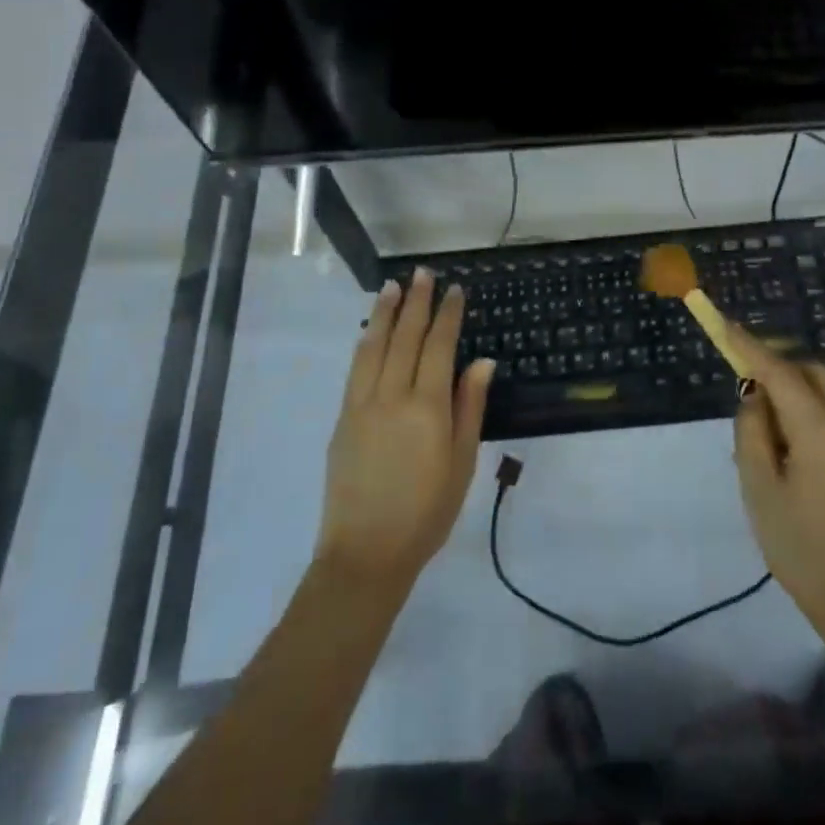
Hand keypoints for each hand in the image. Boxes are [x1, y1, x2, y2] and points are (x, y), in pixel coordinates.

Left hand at [317, 268, 494, 590]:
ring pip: (373, 346)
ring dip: (384, 313)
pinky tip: (369, 331)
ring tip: (392, 286)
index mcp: (428, 407)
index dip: (447, 316)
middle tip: (422, 273)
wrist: (366, 551)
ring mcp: (361, 404)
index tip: (454, 290)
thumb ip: (470, 407)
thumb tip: (482, 362)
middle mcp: (392, 396)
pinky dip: (365, 343)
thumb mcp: (461, 462)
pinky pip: (355, 368)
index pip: (438, 347)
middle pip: (405, 337)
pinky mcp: (342, 418)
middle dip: (415, 302)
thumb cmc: (427, 511)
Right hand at [728, 325, 824, 648]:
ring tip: (764, 429)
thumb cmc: (798, 544)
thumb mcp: (758, 486)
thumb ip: (751, 430)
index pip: (779, 372)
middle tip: (744, 389)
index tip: (725, 324)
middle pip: (810, 371)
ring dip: (792, 390)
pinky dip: (807, 409)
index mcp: (820, 430)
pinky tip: (787, 445)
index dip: (749, 346)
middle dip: (776, 367)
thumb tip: (755, 395)